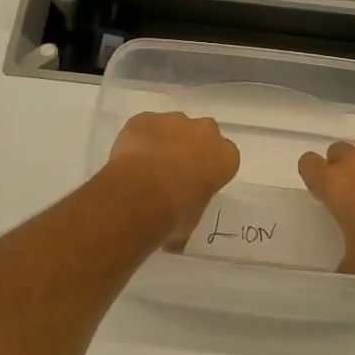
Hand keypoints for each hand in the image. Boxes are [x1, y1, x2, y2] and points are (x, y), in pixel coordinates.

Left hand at [106, 112, 239, 246]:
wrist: (141, 195)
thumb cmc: (176, 213)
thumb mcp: (192, 219)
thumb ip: (190, 210)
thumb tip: (177, 236)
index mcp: (225, 156)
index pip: (224, 157)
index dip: (209, 168)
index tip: (197, 181)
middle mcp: (204, 131)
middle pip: (201, 134)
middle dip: (190, 147)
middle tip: (172, 171)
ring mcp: (173, 120)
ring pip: (171, 126)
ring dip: (163, 141)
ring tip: (146, 167)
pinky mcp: (144, 118)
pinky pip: (144, 126)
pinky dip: (139, 138)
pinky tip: (129, 159)